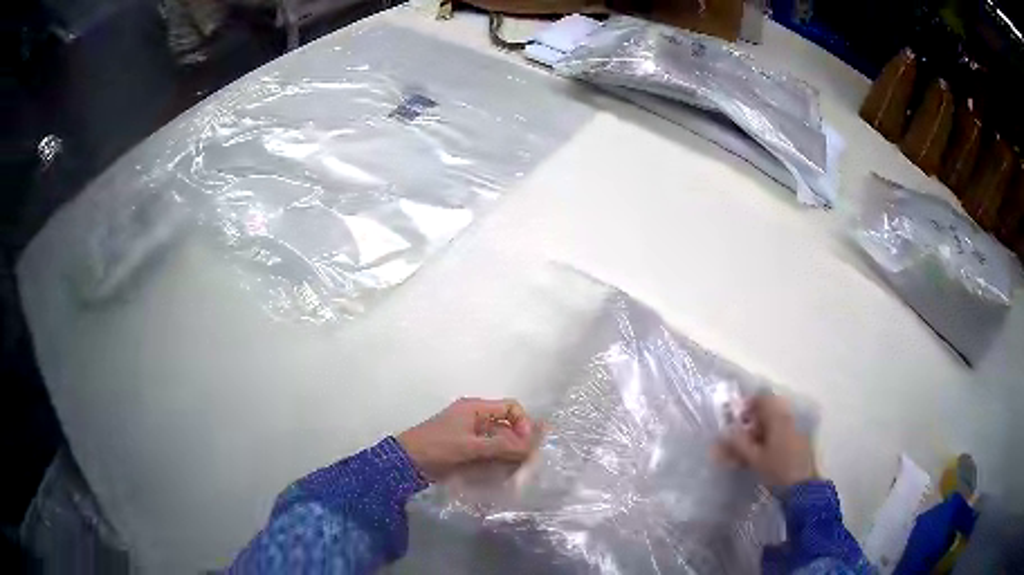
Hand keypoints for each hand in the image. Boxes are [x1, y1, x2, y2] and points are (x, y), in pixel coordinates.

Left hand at [397, 398, 535, 481]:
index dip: (523, 423)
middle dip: (518, 441)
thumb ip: (501, 446)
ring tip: (517, 470)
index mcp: (476, 408)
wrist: (407, 461)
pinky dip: (498, 459)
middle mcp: (476, 417)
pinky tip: (504, 472)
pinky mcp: (466, 448)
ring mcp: (471, 433)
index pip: (511, 408)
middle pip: (507, 425)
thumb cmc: (437, 447)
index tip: (526, 443)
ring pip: (499, 440)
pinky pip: (489, 450)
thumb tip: (531, 447)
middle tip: (527, 461)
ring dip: (509, 453)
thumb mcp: (470, 446)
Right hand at [720, 394, 817, 488]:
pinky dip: (767, 443)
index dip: (748, 405)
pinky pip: (779, 435)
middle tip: (737, 441)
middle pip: (767, 413)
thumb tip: (727, 431)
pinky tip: (760, 459)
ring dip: (757, 436)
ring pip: (772, 426)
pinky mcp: (797, 443)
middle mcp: (787, 419)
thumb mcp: (754, 458)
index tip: (736, 420)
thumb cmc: (777, 469)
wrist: (802, 487)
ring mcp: (794, 431)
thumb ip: (739, 444)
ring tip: (745, 454)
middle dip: (750, 425)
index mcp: (777, 418)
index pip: (763, 398)